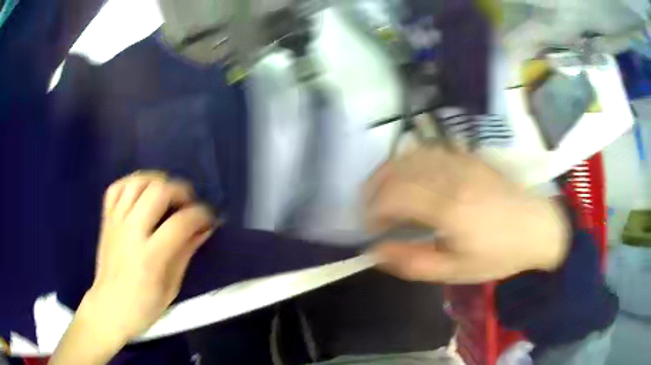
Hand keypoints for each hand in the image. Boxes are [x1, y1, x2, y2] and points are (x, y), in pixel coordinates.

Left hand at [57, 172, 215, 358]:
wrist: (109, 308)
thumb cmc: (143, 306)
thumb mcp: (172, 287)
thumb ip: (185, 253)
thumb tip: (204, 230)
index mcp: (150, 257)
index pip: (181, 223)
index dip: (201, 215)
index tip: (209, 219)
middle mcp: (131, 232)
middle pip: (158, 192)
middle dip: (181, 190)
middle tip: (189, 203)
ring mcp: (116, 222)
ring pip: (137, 182)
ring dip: (158, 181)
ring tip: (168, 193)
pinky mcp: (106, 219)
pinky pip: (117, 187)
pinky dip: (132, 183)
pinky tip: (143, 192)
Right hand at [366, 146, 568, 283]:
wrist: (537, 227)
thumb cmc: (499, 254)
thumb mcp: (455, 271)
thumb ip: (412, 262)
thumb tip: (376, 252)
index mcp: (449, 207)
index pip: (394, 196)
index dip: (373, 210)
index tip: (370, 227)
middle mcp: (451, 176)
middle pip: (398, 170)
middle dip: (374, 189)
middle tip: (370, 210)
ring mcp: (461, 161)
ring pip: (411, 155)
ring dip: (389, 171)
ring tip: (383, 190)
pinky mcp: (469, 156)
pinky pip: (430, 149)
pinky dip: (410, 159)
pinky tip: (409, 174)